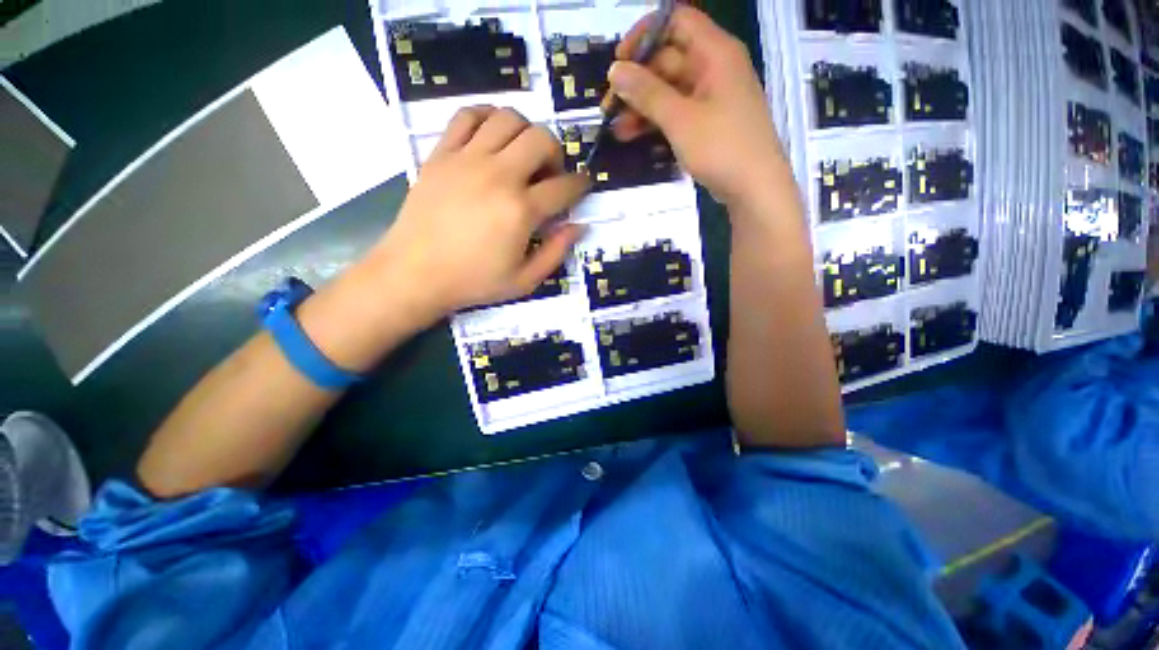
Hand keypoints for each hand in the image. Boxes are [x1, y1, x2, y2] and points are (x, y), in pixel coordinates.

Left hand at [367, 107, 589, 319]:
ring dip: (525, 131)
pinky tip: (491, 136)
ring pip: (508, 118)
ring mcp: (467, 159)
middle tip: (550, 173)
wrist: (415, 274)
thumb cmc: (473, 281)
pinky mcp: (441, 154)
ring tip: (522, 155)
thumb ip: (556, 252)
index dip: (581, 184)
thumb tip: (579, 226)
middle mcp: (498, 175)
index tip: (583, 185)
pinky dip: (486, 117)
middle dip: (557, 152)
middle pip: (541, 138)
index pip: (564, 186)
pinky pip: (467, 116)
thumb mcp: (524, 280)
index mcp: (521, 210)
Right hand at [608, 6, 786, 209]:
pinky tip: (633, 136)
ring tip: (616, 128)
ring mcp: (710, 97)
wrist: (755, 189)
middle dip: (636, 82)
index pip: (676, 21)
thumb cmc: (722, 148)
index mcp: (714, 53)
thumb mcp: (681, 119)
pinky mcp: (706, 122)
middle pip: (667, 59)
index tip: (619, 62)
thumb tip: (615, 70)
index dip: (644, 35)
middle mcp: (713, 68)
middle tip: (609, 108)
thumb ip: (647, 93)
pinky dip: (655, 121)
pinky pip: (676, 112)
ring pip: (668, 90)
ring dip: (641, 106)